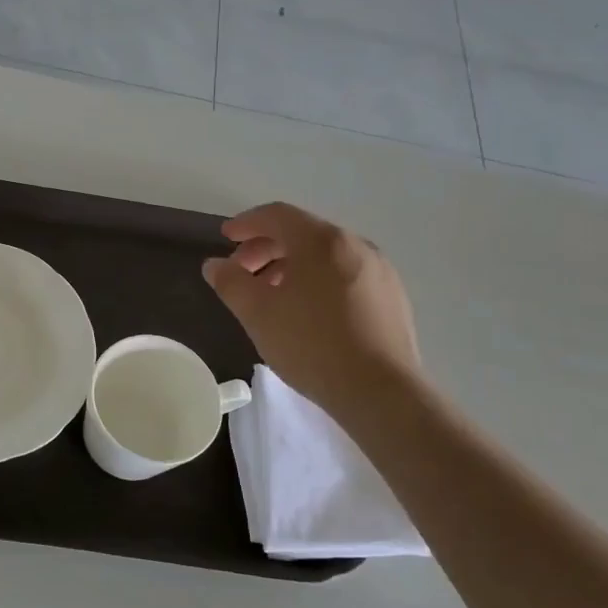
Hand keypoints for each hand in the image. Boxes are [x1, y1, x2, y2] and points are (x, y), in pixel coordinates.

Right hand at [203, 203, 420, 417]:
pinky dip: (318, 280)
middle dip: (266, 248)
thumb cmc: (311, 345)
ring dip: (292, 265)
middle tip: (242, 272)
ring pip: (325, 255)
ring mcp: (379, 270)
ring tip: (272, 294)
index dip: (246, 223)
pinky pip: (346, 274)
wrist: (381, 392)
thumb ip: (230, 282)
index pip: (276, 215)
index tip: (226, 238)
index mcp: (321, 241)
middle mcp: (355, 244)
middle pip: (302, 233)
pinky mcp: (392, 297)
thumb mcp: (257, 314)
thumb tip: (215, 265)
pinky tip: (308, 312)